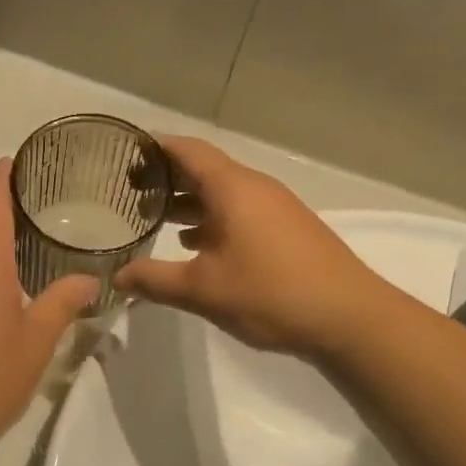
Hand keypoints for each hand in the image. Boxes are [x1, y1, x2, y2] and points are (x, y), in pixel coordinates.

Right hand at [114, 136, 377, 355]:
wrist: (348, 317)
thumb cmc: (270, 293)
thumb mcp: (202, 290)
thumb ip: (154, 280)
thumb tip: (117, 277)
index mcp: (233, 189)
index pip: (187, 151)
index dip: (155, 147)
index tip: (124, 151)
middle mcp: (254, 189)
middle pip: (204, 170)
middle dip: (166, 177)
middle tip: (127, 189)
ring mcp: (274, 210)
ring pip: (222, 195)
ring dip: (188, 203)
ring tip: (152, 218)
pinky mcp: (285, 232)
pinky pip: (238, 213)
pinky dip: (210, 221)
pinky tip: (193, 246)